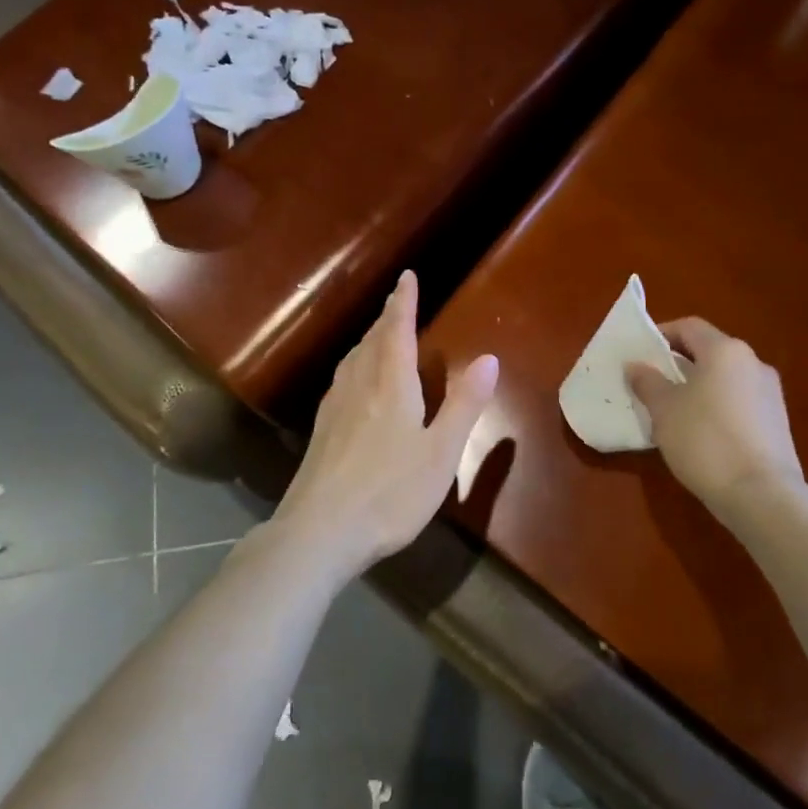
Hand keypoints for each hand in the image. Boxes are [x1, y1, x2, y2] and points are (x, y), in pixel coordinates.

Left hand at [274, 271, 498, 578]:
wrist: (319, 532)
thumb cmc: (389, 493)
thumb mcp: (441, 452)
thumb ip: (464, 404)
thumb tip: (488, 358)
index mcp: (390, 385)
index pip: (397, 330)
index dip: (403, 302)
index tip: (407, 276)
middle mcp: (358, 386)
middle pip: (372, 341)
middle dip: (387, 318)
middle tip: (398, 303)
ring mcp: (334, 408)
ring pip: (353, 359)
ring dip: (369, 340)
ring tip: (379, 335)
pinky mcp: (321, 431)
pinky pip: (342, 380)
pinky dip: (356, 365)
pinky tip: (355, 384)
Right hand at [627, 318, 807, 527]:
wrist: (761, 495)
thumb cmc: (705, 440)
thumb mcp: (664, 410)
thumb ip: (647, 382)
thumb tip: (636, 365)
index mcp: (726, 351)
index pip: (689, 327)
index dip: (661, 335)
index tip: (640, 355)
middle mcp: (753, 363)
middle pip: (709, 352)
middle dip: (678, 364)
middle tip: (651, 384)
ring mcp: (770, 394)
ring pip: (724, 379)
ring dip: (698, 388)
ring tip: (672, 413)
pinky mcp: (777, 423)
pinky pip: (738, 403)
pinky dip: (717, 408)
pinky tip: (700, 435)